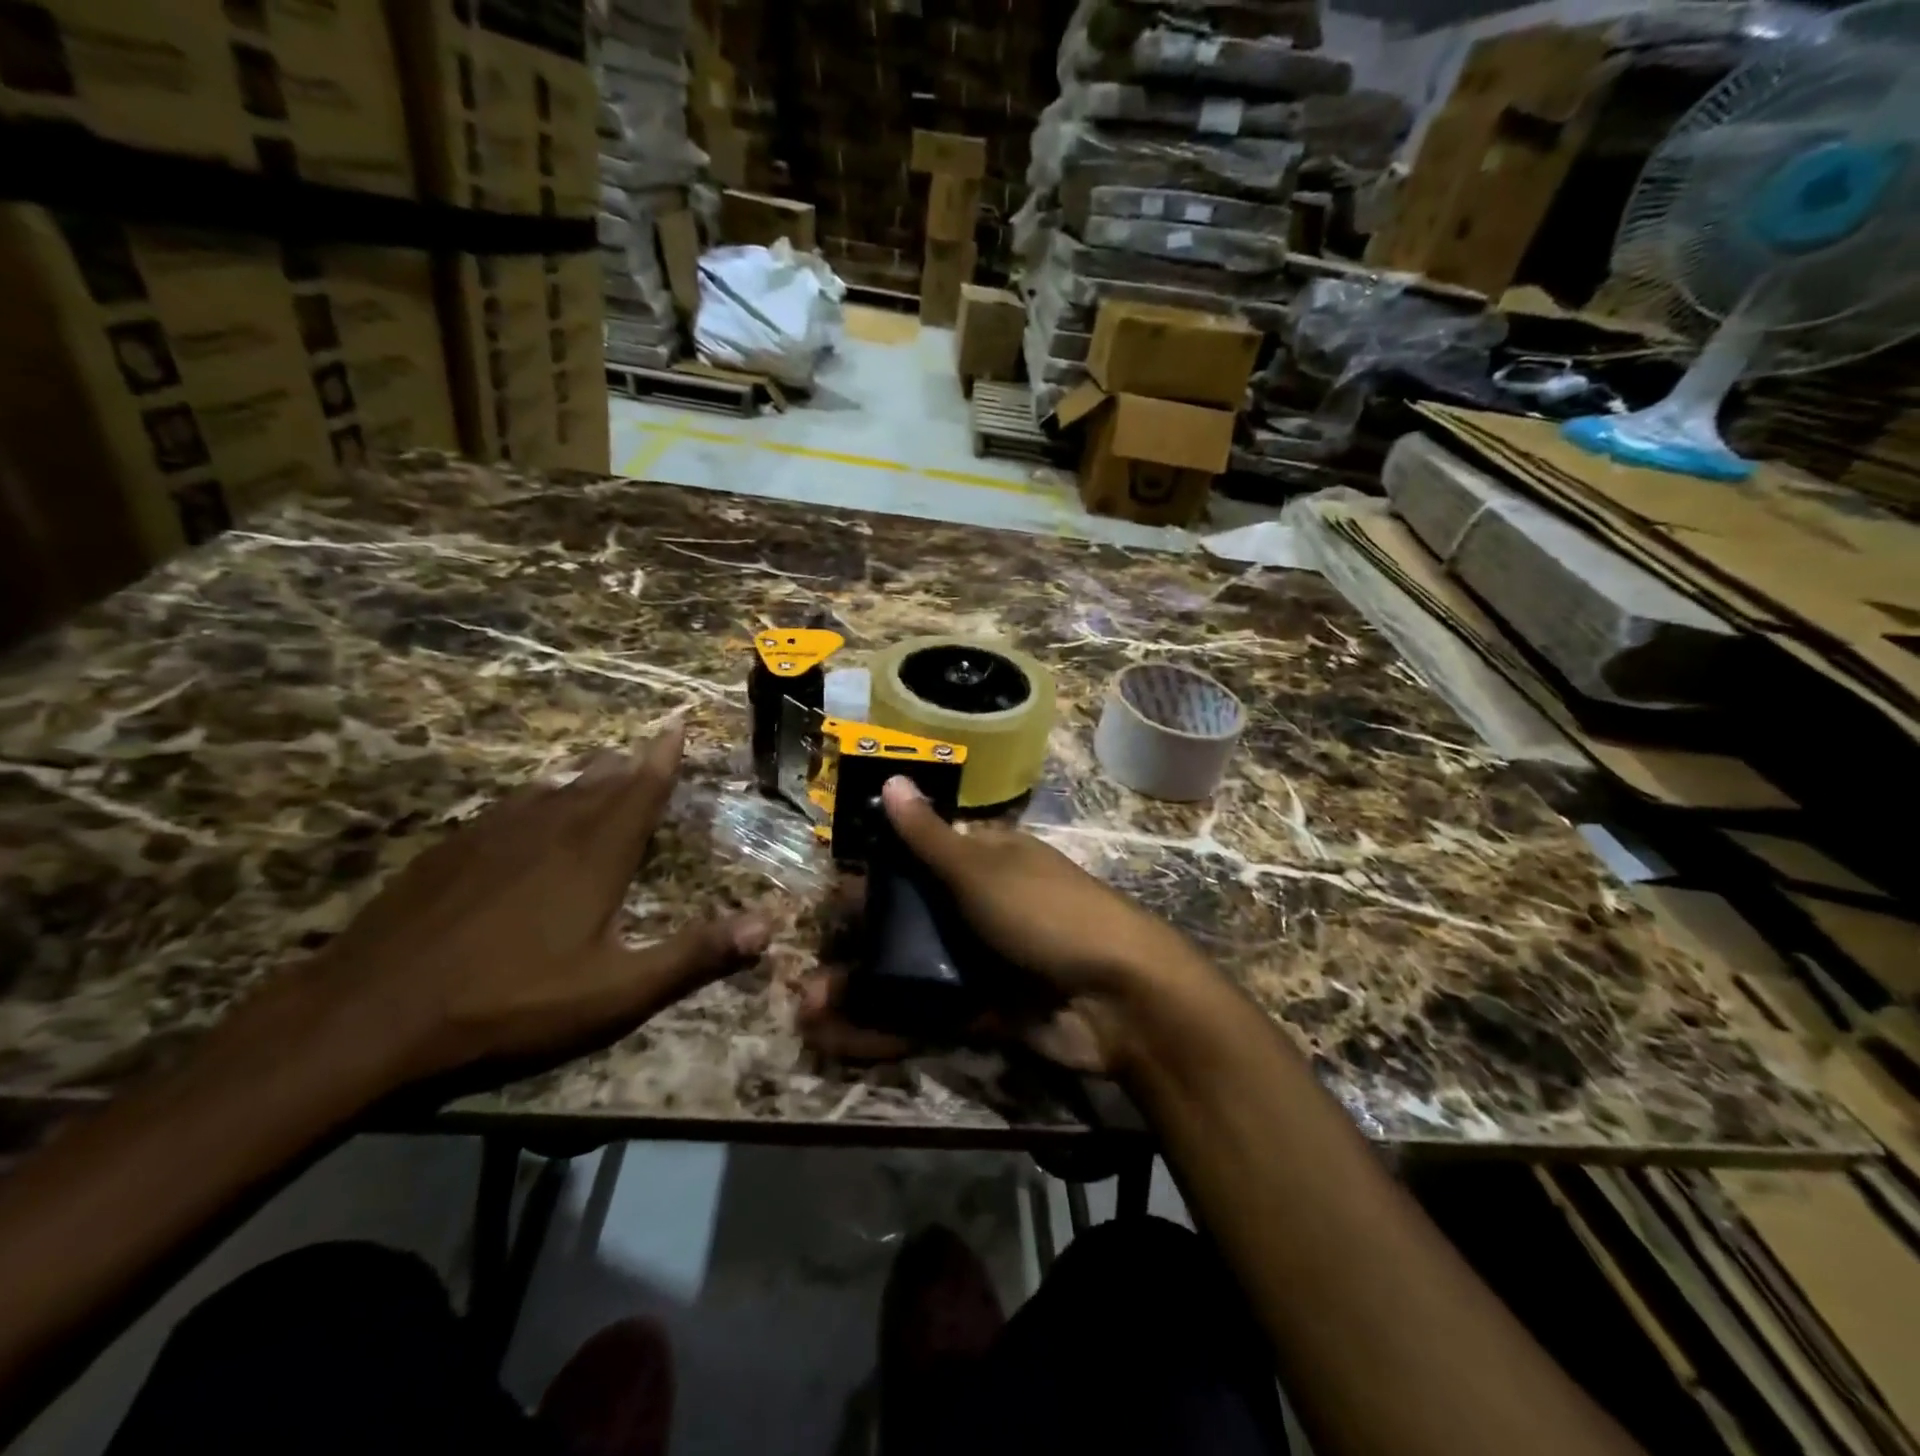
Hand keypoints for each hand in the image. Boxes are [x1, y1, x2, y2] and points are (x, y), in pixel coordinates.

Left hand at [282, 721, 768, 1086]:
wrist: (370, 1014)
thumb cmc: (510, 1001)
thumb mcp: (616, 991)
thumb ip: (694, 956)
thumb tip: (768, 926)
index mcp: (595, 853)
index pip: (641, 788)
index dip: (664, 754)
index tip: (678, 720)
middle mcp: (550, 828)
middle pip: (600, 782)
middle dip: (630, 764)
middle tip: (649, 748)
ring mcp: (494, 835)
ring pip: (554, 790)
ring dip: (585, 778)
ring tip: (601, 769)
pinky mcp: (451, 851)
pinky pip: (510, 809)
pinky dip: (536, 801)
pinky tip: (528, 813)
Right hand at [799, 777, 1214, 1075]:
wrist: (1119, 998)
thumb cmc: (1047, 914)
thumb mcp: (983, 870)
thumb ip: (930, 836)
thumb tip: (894, 779)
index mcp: (986, 862)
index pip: (919, 859)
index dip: (875, 877)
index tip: (830, 901)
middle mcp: (981, 908)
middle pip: (910, 921)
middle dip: (859, 945)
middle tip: (808, 969)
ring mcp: (985, 960)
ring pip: (912, 972)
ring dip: (863, 990)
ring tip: (809, 1008)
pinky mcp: (987, 1010)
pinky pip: (930, 1014)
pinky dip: (889, 1026)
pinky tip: (841, 1036)